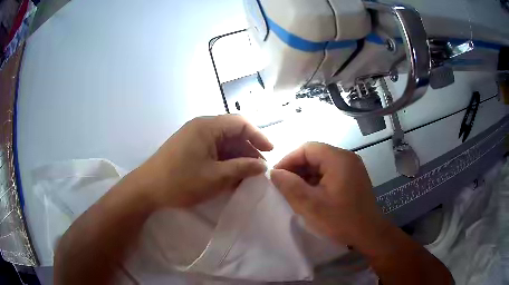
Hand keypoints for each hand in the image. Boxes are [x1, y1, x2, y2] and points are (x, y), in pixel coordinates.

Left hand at [134, 115, 272, 207]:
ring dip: (236, 156)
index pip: (241, 123)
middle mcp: (201, 126)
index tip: (270, 151)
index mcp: (207, 126)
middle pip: (232, 132)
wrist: (147, 189)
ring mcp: (193, 136)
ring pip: (222, 142)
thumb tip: (262, 166)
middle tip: (259, 168)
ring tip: (247, 173)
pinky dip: (223, 160)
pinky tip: (229, 174)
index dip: (258, 135)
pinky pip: (212, 149)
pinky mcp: (188, 147)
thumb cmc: (181, 181)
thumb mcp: (216, 177)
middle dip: (248, 148)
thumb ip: (242, 168)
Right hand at [270, 142, 389, 250]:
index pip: (307, 149)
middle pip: (315, 155)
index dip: (289, 160)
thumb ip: (290, 186)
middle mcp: (347, 158)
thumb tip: (274, 173)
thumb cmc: (340, 220)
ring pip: (322, 164)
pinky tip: (311, 195)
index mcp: (338, 159)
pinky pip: (331, 172)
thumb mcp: (310, 205)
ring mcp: (352, 167)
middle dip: (297, 168)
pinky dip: (318, 180)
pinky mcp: (353, 177)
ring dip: (307, 175)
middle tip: (284, 186)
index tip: (276, 177)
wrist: (369, 234)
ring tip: (295, 192)